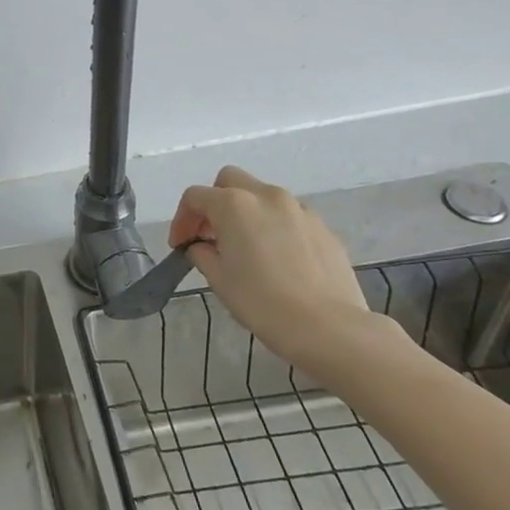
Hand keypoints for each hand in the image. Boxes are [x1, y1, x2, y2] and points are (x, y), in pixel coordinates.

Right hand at [169, 166, 375, 371]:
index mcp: (234, 205)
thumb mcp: (219, 279)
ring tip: (245, 247)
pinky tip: (276, 258)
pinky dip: (274, 226)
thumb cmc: (262, 302)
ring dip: (246, 212)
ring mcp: (299, 210)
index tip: (179, 246)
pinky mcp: (323, 228)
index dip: (181, 220)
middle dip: (214, 202)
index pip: (195, 197)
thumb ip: (202, 253)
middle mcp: (266, 196)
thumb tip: (202, 246)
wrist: (329, 328)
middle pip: (230, 181)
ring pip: (262, 196)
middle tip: (210, 234)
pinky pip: (288, 216)